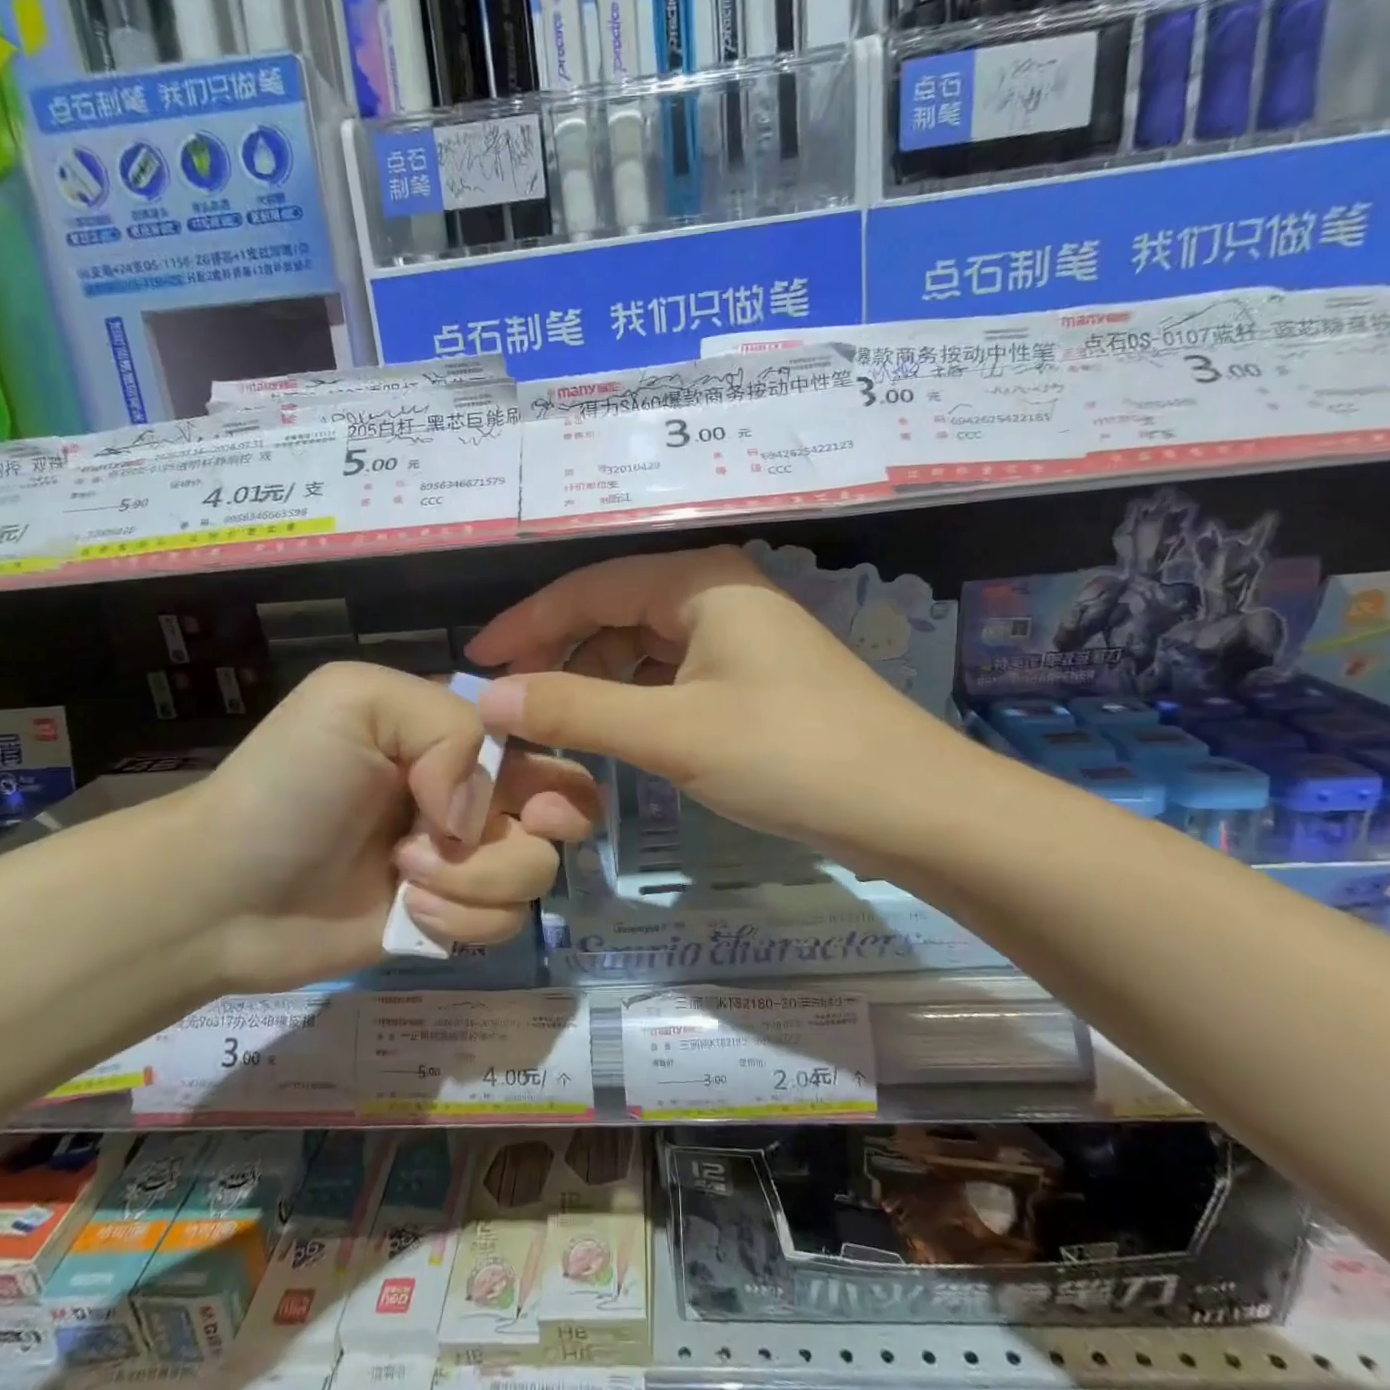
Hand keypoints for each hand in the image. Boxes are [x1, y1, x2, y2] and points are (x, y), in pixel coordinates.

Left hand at [182, 661, 598, 991]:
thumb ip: (446, 725)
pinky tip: (407, 910)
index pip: (543, 740)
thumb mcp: (356, 701)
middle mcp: (473, 794)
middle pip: (564, 808)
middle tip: (501, 831)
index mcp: (457, 737)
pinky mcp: (453, 919)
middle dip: (547, 823)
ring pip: (535, 870)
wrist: (224, 892)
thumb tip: (478, 811)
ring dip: (476, 876)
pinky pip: (503, 922)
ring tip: (405, 871)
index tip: (531, 792)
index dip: (555, 764)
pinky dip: (461, 918)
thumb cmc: (289, 782)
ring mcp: (466, 861)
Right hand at [466, 546, 963, 867]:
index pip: (588, 587)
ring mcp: (738, 641)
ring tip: (552, 726)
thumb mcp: (672, 732)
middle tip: (511, 704)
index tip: (477, 660)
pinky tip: (612, 736)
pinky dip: (634, 704)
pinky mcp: (752, 683)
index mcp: (699, 582)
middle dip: (560, 656)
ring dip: (595, 684)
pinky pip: (671, 680)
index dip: (527, 623)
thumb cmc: (789, 753)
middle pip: (614, 614)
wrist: (912, 807)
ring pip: (642, 650)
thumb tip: (490, 697)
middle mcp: (717, 596)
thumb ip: (576, 710)